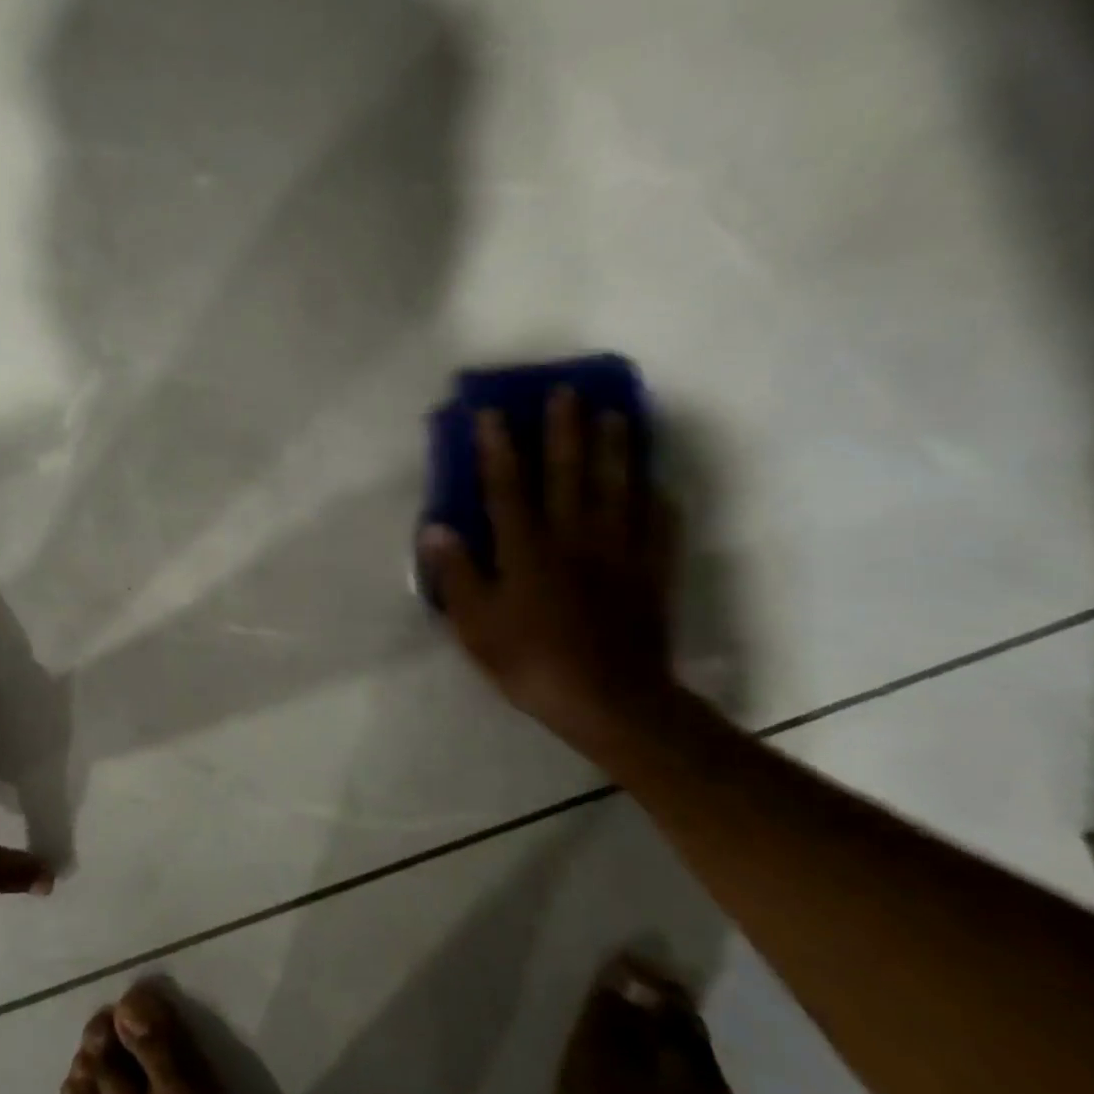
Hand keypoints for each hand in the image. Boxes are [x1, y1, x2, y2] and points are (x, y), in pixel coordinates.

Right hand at [418, 387, 676, 740]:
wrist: (609, 701)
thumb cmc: (531, 661)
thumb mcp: (476, 625)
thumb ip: (457, 574)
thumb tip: (436, 528)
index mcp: (526, 549)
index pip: (507, 486)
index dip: (497, 447)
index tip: (492, 411)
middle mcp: (573, 537)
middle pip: (568, 473)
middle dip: (565, 430)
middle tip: (567, 391)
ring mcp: (617, 552)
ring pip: (617, 488)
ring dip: (616, 449)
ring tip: (617, 414)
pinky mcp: (650, 572)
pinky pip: (657, 526)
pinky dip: (657, 500)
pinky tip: (657, 483)